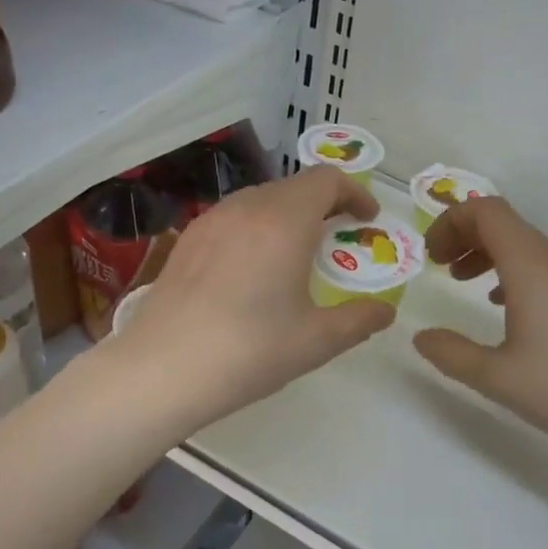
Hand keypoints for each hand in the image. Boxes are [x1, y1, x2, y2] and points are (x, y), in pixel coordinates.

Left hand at [107, 165, 395, 432]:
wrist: (162, 369)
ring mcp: (211, 220)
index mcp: (285, 220)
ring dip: (288, 215)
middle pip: (294, 186)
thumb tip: (385, 312)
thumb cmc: (249, 351)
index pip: (327, 179)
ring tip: (297, 253)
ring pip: (260, 199)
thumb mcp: (316, 341)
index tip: (367, 219)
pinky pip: (233, 218)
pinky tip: (253, 268)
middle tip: (338, 240)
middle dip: (324, 205)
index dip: (354, 193)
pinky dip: (256, 227)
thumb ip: (359, 320)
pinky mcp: (187, 240)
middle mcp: (247, 207)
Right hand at [413, 198, 547, 471]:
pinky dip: (514, 272)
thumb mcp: (494, 377)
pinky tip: (503, 308)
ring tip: (463, 284)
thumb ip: (450, 352)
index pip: (487, 211)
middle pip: (506, 223)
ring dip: (488, 254)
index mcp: (532, 268)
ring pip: (526, 245)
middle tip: (439, 267)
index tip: (430, 257)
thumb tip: (421, 336)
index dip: (450, 222)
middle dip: (464, 236)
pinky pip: (545, 267)